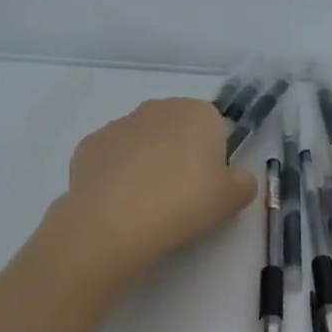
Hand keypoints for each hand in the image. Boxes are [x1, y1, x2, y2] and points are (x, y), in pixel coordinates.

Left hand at [42, 98, 256, 297]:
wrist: (114, 223)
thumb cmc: (185, 203)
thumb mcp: (234, 199)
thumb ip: (243, 182)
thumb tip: (234, 178)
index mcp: (198, 113)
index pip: (215, 128)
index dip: (214, 158)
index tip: (209, 186)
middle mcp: (158, 108)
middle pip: (177, 131)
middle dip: (180, 156)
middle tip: (182, 197)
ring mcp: (118, 124)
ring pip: (143, 143)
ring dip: (148, 165)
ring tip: (148, 206)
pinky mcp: (88, 146)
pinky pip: (113, 159)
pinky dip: (118, 176)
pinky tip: (120, 205)